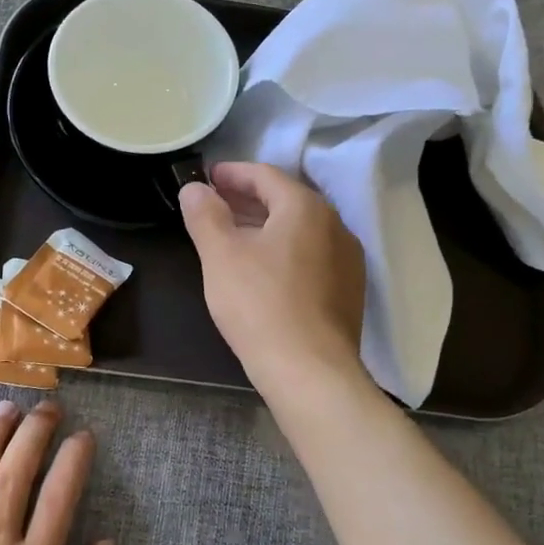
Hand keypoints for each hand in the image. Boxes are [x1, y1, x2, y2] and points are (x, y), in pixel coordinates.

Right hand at [179, 161, 366, 389]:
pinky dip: (285, 251)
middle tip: (217, 204)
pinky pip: (312, 256)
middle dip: (250, 199)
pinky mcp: (349, 290)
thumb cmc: (260, 304)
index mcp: (305, 207)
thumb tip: (194, 188)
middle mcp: (335, 225)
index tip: (209, 178)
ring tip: (236, 236)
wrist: (310, 371)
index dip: (233, 173)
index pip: (266, 175)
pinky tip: (265, 271)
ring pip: (301, 230)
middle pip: (287, 200)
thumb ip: (205, 215)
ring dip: (267, 225)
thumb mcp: (220, 255)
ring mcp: (347, 259)